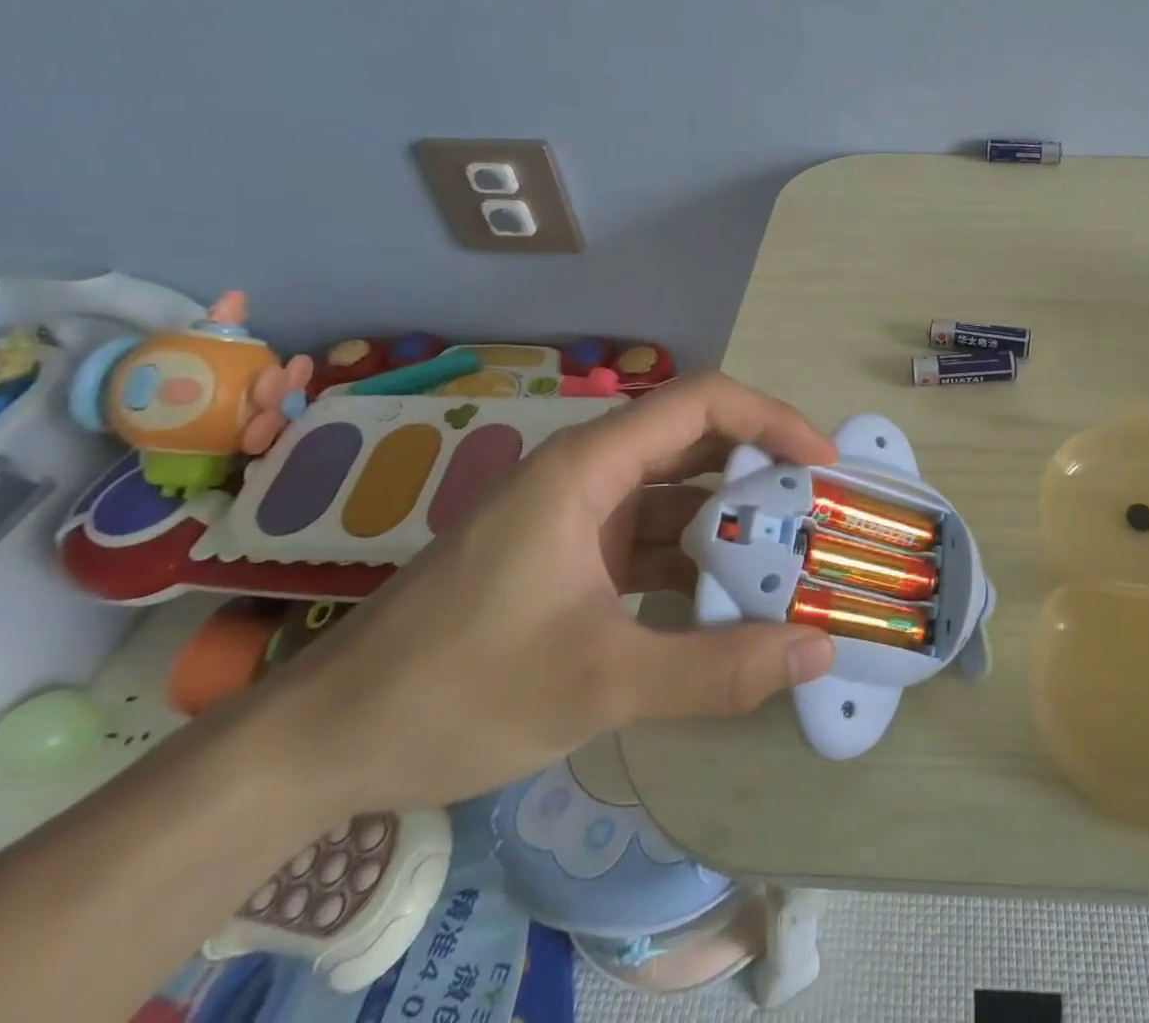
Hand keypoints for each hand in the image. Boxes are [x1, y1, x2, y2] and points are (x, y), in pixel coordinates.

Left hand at [259, 373, 839, 817]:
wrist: (324, 746)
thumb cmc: (457, 689)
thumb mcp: (600, 683)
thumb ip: (716, 669)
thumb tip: (818, 651)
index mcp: (590, 467)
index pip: (704, 402)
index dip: (774, 420)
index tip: (824, 467)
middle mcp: (590, 475)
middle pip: (699, 443)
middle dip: (766, 473)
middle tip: (821, 515)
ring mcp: (579, 517)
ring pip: (680, 495)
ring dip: (735, 523)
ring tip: (793, 559)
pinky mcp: (573, 558)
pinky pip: (655, 540)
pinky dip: (698, 561)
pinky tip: (732, 602)